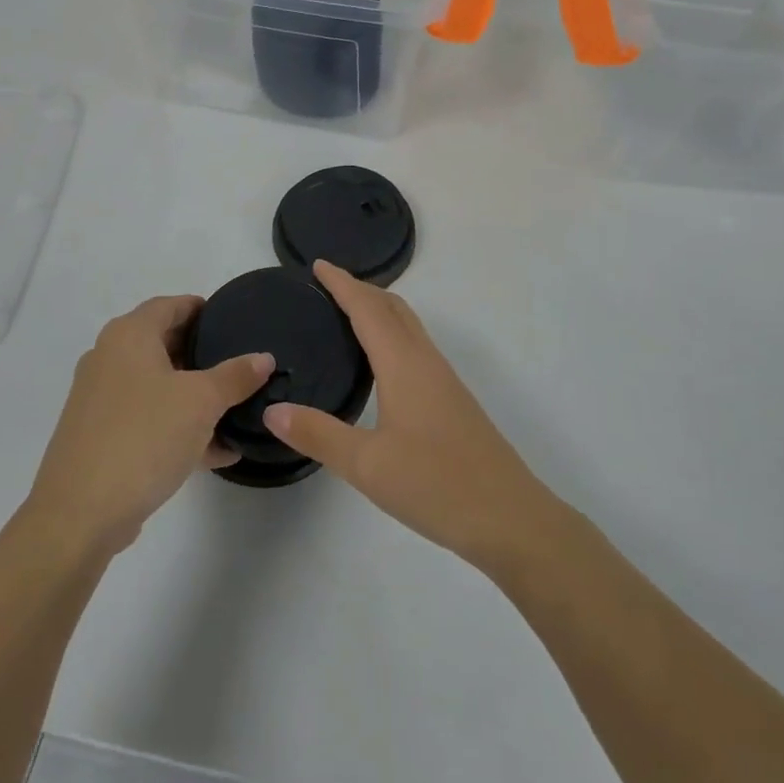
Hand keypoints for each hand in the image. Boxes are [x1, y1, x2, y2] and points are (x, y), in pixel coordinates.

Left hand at [27, 296, 271, 555]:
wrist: (80, 514)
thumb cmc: (144, 437)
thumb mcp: (201, 402)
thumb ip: (235, 376)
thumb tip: (263, 358)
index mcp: (129, 336)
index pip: (170, 305)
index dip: (202, 309)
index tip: (233, 320)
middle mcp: (109, 359)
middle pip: (163, 344)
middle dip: (202, 355)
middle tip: (240, 365)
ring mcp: (100, 400)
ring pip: (157, 386)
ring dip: (194, 397)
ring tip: (236, 410)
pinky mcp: (100, 437)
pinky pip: (148, 420)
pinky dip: (178, 427)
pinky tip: (216, 451)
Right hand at [263, 261, 556, 570]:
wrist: (509, 517)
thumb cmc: (436, 485)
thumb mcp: (367, 465)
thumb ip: (318, 435)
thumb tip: (273, 408)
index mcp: (404, 365)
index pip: (368, 309)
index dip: (342, 284)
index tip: (317, 265)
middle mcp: (426, 361)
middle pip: (393, 308)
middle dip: (361, 289)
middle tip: (326, 286)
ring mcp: (444, 380)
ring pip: (409, 326)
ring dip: (379, 309)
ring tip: (347, 314)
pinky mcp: (452, 400)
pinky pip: (416, 347)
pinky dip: (392, 333)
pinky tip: (380, 361)